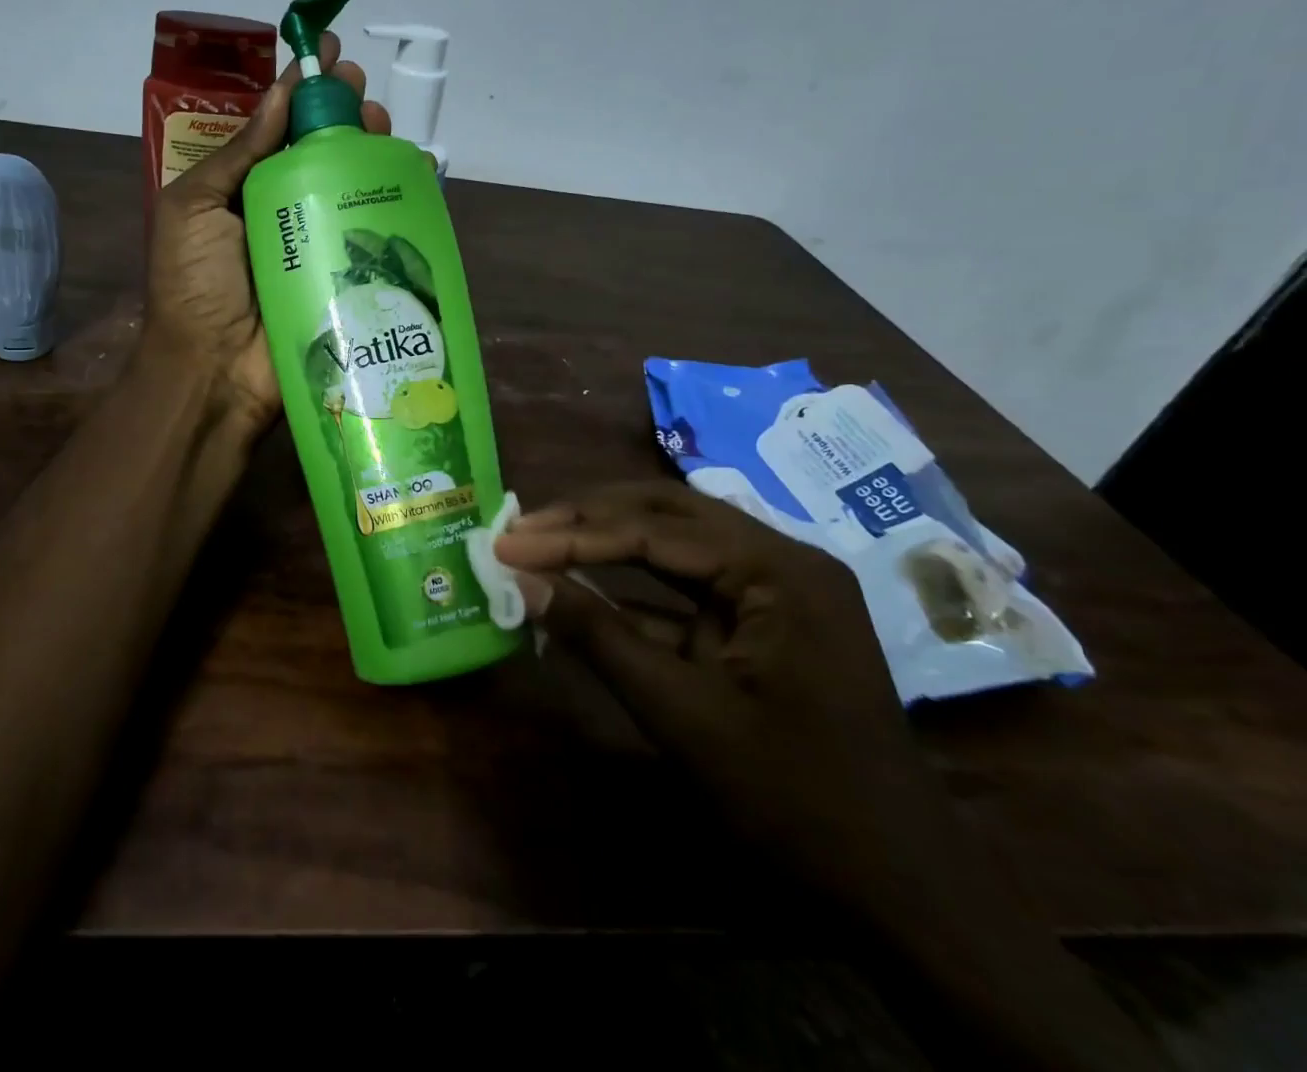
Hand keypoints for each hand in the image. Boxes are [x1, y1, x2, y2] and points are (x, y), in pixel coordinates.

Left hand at [144, 32, 387, 436]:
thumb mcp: (195, 207)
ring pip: (354, 183)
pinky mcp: (348, 274)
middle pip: (323, 150)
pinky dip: (400, 199)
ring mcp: (320, 242)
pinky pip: (378, 231)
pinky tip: (414, 174)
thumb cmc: (193, 285)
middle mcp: (284, 208)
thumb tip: (281, 94)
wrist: (214, 370)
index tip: (327, 53)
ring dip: (372, 147)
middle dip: (344, 113)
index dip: (303, 89)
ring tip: (383, 125)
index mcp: (243, 189)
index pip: (278, 128)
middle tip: (361, 90)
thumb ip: (239, 153)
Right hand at [499, 479, 1173, 1070]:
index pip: (653, 529)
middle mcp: (781, 560)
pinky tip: (580, 595)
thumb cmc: (795, 801)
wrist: (903, 896)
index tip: (507, 540)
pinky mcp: (761, 626)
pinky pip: (686, 592)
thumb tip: (522, 580)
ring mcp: (775, 592)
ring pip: (675, 545)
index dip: (572, 534)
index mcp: (778, 569)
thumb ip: (599, 636)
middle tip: (522, 527)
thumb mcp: (682, 714)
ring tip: (541, 543)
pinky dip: (631, 593)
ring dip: (606, 546)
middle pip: (668, 514)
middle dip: (589, 519)